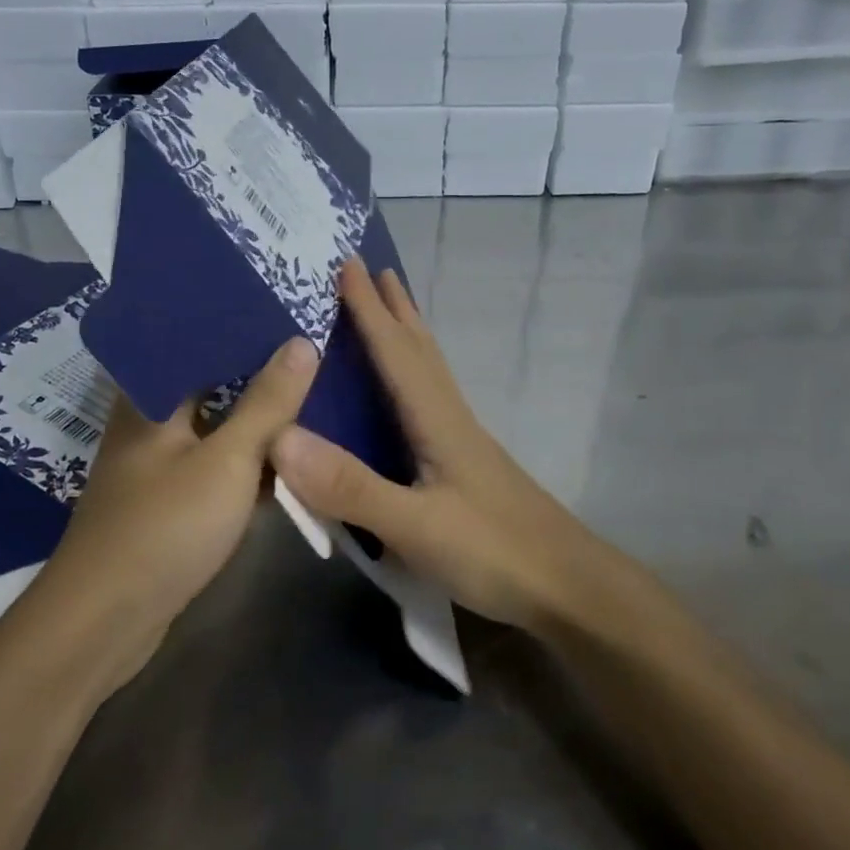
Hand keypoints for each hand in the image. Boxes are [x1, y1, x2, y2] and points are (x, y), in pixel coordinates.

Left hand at [32, 336, 318, 684]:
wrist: (105, 622)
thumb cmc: (165, 527)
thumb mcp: (228, 460)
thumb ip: (267, 402)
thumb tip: (302, 342)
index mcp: (151, 397)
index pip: (196, 340)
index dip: (240, 325)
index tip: (287, 312)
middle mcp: (150, 423)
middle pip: (210, 383)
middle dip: (258, 372)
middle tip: (312, 353)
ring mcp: (159, 466)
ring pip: (216, 427)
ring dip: (256, 419)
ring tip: (310, 396)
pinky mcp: (170, 503)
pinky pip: (216, 466)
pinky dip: (247, 460)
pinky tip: (285, 459)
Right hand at [270, 260, 600, 631]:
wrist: (568, 587)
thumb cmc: (494, 552)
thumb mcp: (416, 526)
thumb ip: (350, 486)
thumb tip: (281, 437)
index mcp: (435, 419)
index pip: (394, 350)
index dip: (367, 307)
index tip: (346, 262)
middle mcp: (450, 418)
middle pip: (418, 349)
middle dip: (393, 307)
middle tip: (370, 269)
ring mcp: (462, 442)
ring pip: (429, 371)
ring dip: (406, 334)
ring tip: (389, 312)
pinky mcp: (466, 466)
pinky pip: (430, 400)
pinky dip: (412, 374)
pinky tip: (406, 396)